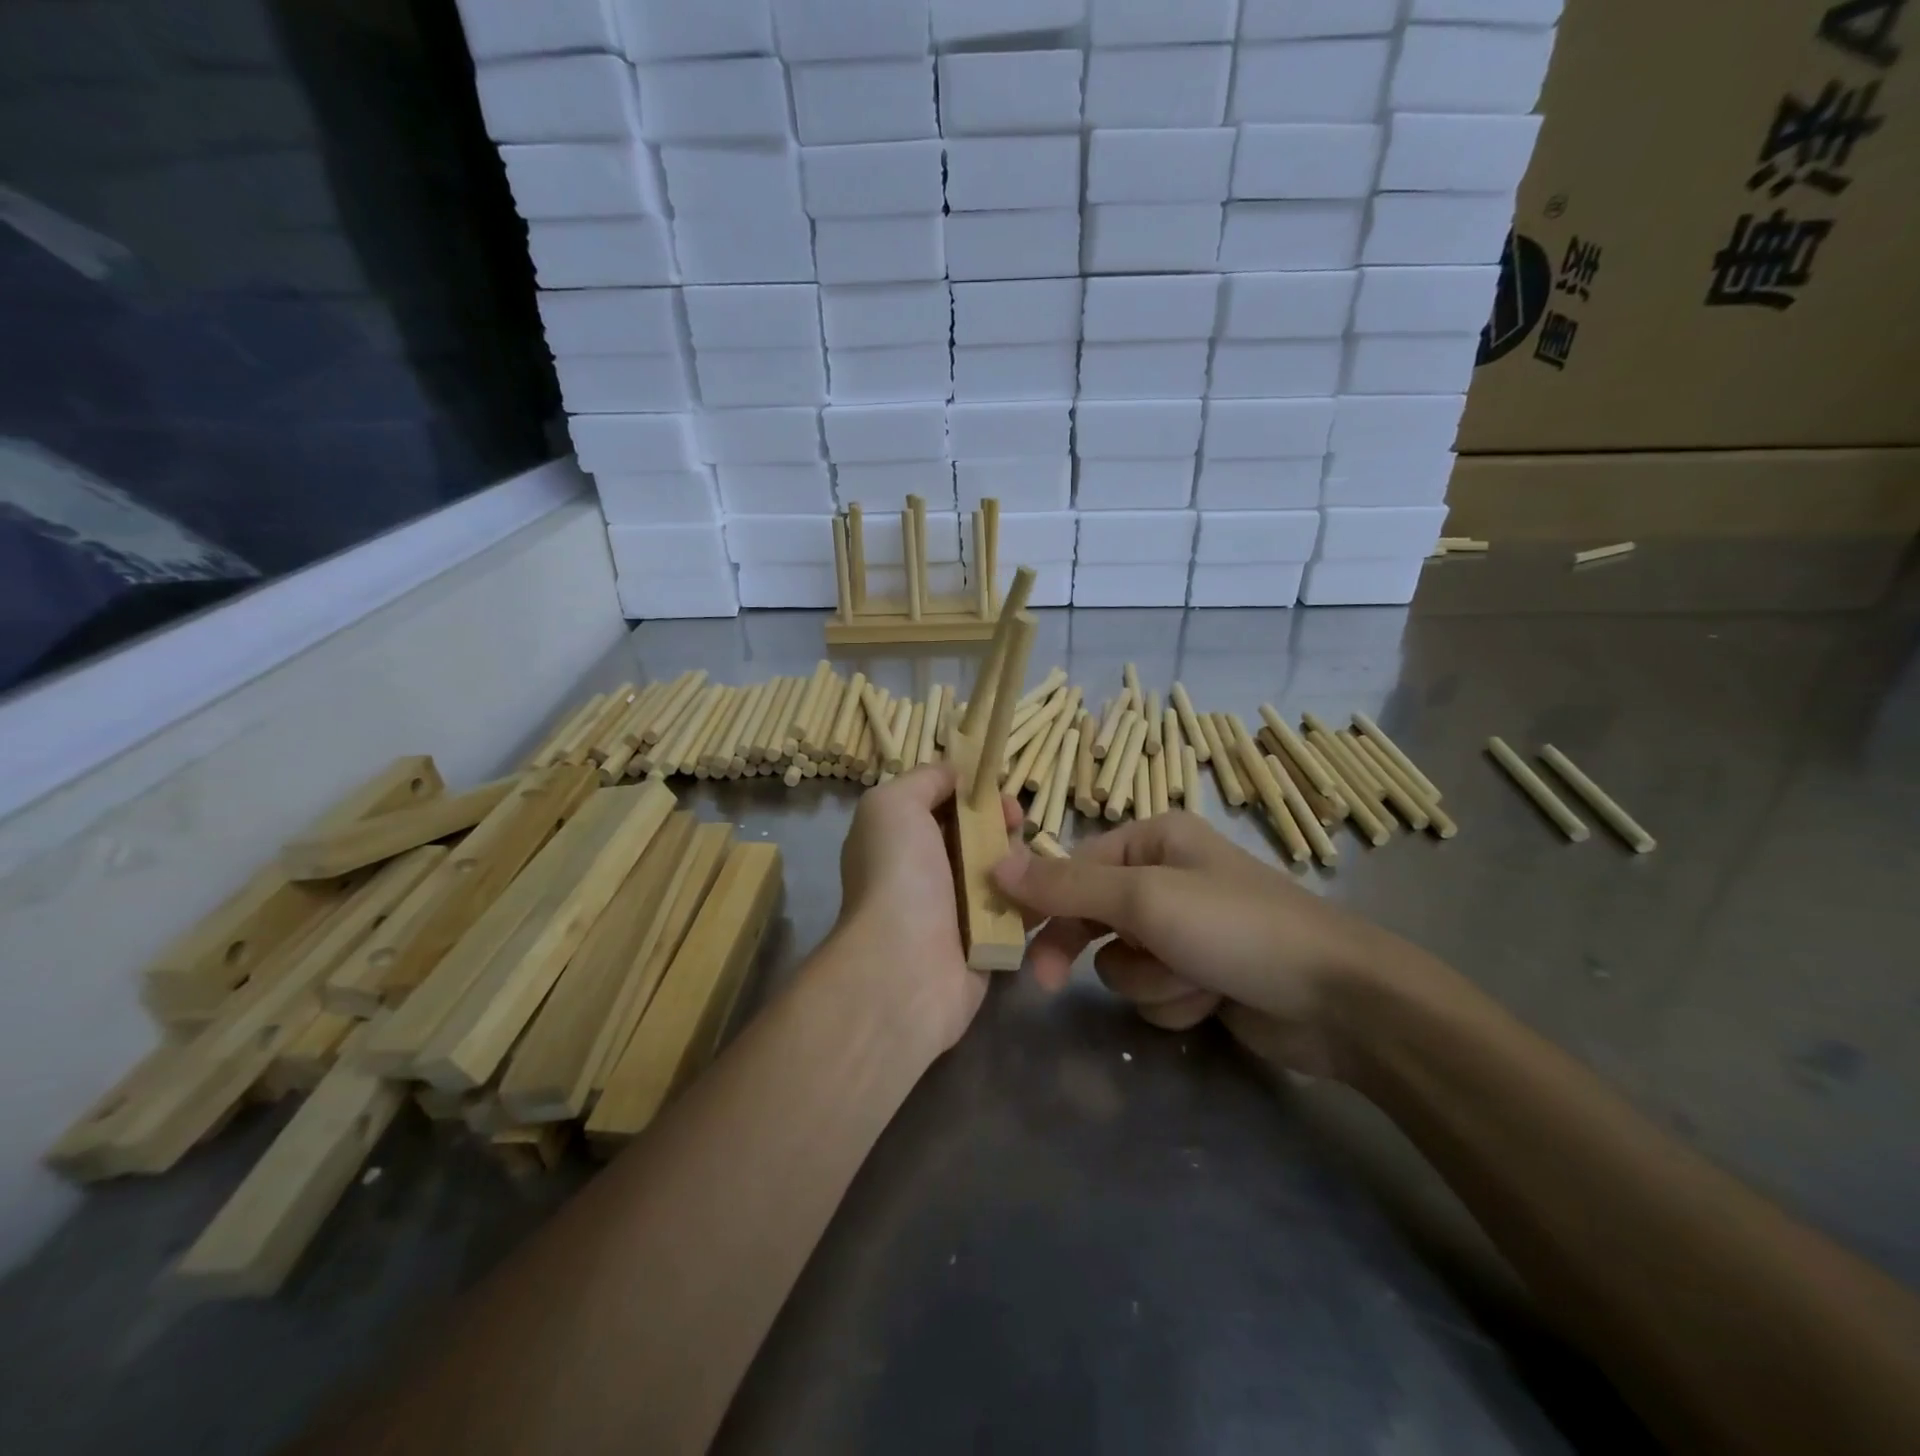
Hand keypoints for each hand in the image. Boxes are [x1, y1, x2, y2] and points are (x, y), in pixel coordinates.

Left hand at [831, 764, 1021, 1054]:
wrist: (905, 969)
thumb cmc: (898, 876)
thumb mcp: (892, 805)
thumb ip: (924, 779)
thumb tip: (955, 773)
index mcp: (902, 838)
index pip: (945, 804)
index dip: (973, 791)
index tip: (996, 789)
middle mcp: (928, 871)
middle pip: (980, 833)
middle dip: (1002, 822)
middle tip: (1015, 823)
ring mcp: (959, 909)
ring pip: (1005, 869)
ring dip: (1021, 859)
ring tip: (1026, 864)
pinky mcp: (989, 941)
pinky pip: (1020, 908)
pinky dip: (1034, 896)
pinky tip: (1042, 891)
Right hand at [991, 812, 1400, 1079]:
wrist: (1338, 1000)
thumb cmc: (1236, 927)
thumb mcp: (1144, 898)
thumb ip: (1066, 886)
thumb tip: (995, 864)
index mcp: (1154, 839)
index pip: (1074, 866)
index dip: (1042, 901)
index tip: (1009, 934)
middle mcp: (1165, 877)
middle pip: (1092, 916)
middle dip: (1085, 949)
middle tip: (1048, 983)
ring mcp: (1184, 930)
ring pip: (1121, 961)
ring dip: (1149, 978)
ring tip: (1191, 978)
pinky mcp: (1199, 975)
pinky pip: (1154, 991)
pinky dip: (1175, 999)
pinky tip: (1212, 998)